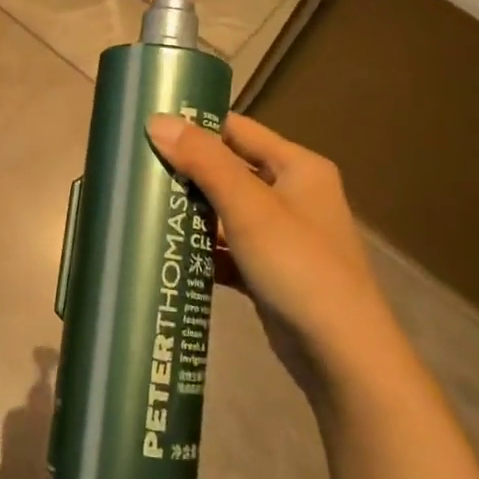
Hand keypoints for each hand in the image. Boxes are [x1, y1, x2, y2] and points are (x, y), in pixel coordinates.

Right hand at [146, 113, 415, 390]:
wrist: (343, 357)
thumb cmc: (299, 267)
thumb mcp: (249, 208)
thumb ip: (204, 161)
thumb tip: (156, 120)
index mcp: (298, 167)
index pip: (238, 129)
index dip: (196, 124)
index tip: (149, 124)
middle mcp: (293, 194)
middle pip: (229, 169)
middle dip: (186, 170)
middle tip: (136, 167)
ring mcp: (282, 236)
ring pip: (226, 210)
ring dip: (191, 210)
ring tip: (142, 204)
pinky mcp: (270, 271)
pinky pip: (228, 247)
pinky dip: (202, 248)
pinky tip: (168, 251)